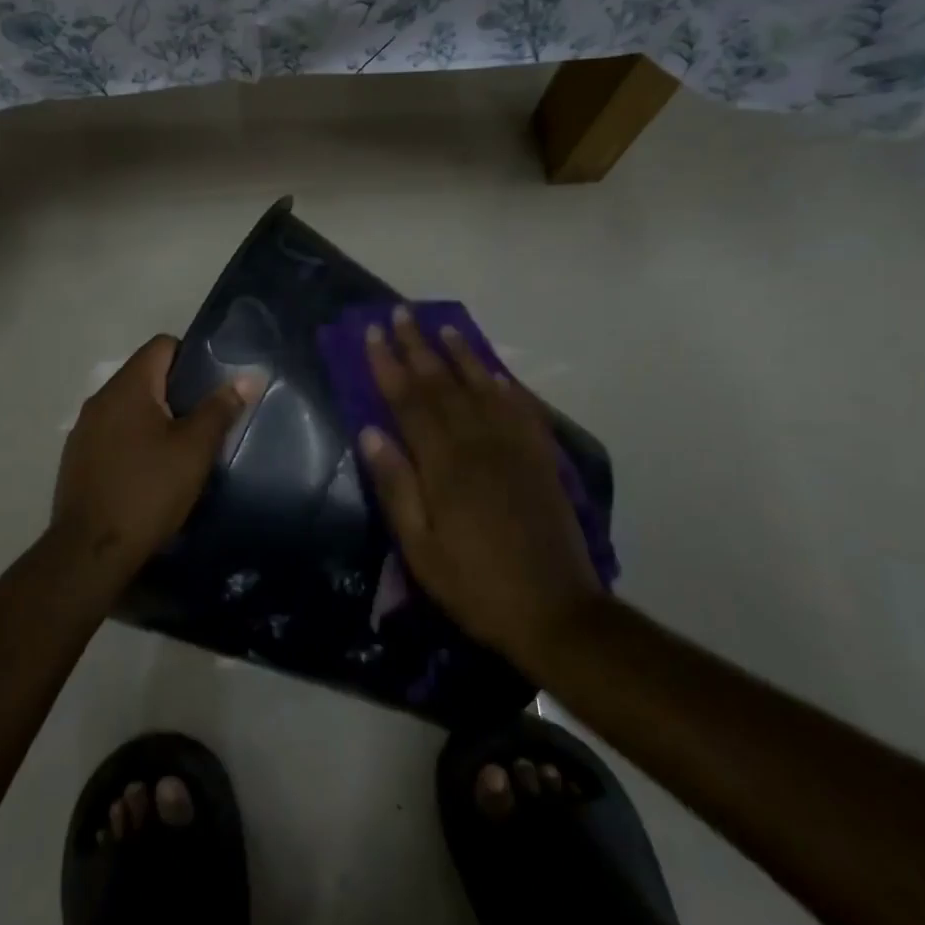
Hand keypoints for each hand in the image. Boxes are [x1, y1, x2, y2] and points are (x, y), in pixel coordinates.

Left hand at [50, 335, 261, 572]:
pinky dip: (134, 438)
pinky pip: (113, 432)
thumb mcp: (194, 450)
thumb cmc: (148, 491)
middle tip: (206, 417)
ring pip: (128, 406)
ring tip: (182, 445)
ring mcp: (84, 429)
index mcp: (128, 387)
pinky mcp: (78, 457)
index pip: (162, 345)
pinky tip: (150, 469)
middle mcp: (100, 398)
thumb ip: (220, 408)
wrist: (90, 551)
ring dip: (155, 416)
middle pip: (144, 374)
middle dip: (176, 390)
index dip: (191, 356)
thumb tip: (249, 375)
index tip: (212, 384)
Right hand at [358, 307, 602, 670]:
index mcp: (444, 464)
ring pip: (483, 387)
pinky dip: (506, 385)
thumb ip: (396, 486)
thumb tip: (370, 432)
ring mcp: (514, 447)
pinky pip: (522, 409)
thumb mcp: (420, 547)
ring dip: (462, 354)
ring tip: (445, 327)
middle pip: (443, 383)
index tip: (372, 333)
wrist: (555, 611)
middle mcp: (479, 443)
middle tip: (401, 313)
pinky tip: (496, 373)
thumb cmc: (474, 584)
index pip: (409, 400)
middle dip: (419, 346)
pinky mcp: (541, 458)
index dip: (387, 365)